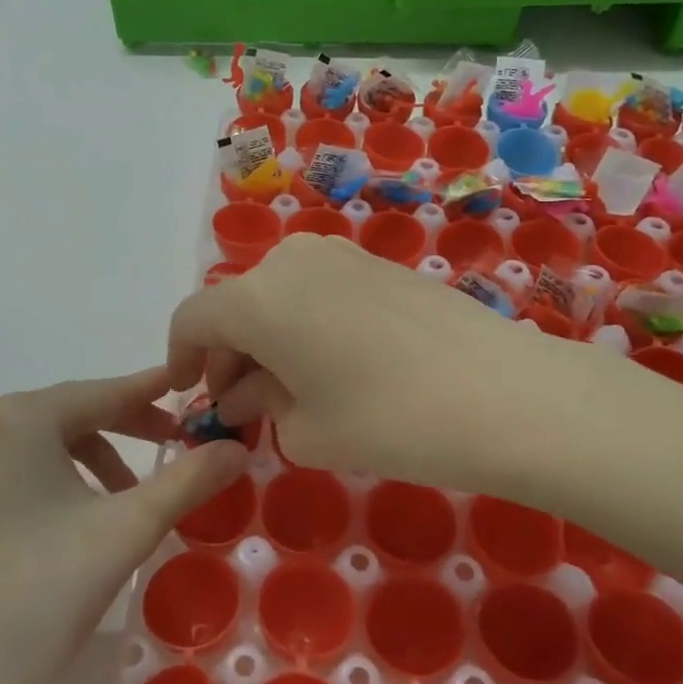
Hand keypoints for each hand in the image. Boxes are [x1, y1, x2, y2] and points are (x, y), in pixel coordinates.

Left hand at [0, 367, 249, 683]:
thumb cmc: (45, 593)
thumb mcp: (129, 529)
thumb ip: (189, 480)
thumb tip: (236, 448)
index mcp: (20, 420)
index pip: (102, 394)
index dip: (152, 393)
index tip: (190, 387)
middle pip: (72, 415)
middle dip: (127, 429)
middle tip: (174, 446)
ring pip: (43, 443)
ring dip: (93, 458)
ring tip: (126, 499)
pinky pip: (15, 468)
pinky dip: (56, 478)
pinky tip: (77, 519)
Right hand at [167, 233, 560, 487]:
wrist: (501, 392)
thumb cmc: (387, 419)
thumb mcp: (306, 429)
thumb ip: (259, 404)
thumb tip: (242, 392)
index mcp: (256, 297)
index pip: (193, 319)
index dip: (181, 358)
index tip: (191, 395)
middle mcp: (289, 260)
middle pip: (236, 305)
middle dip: (229, 355)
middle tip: (244, 405)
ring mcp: (338, 254)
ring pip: (278, 295)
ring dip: (268, 339)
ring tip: (291, 390)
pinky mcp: (377, 262)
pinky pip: (317, 289)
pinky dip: (305, 323)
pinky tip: (333, 365)